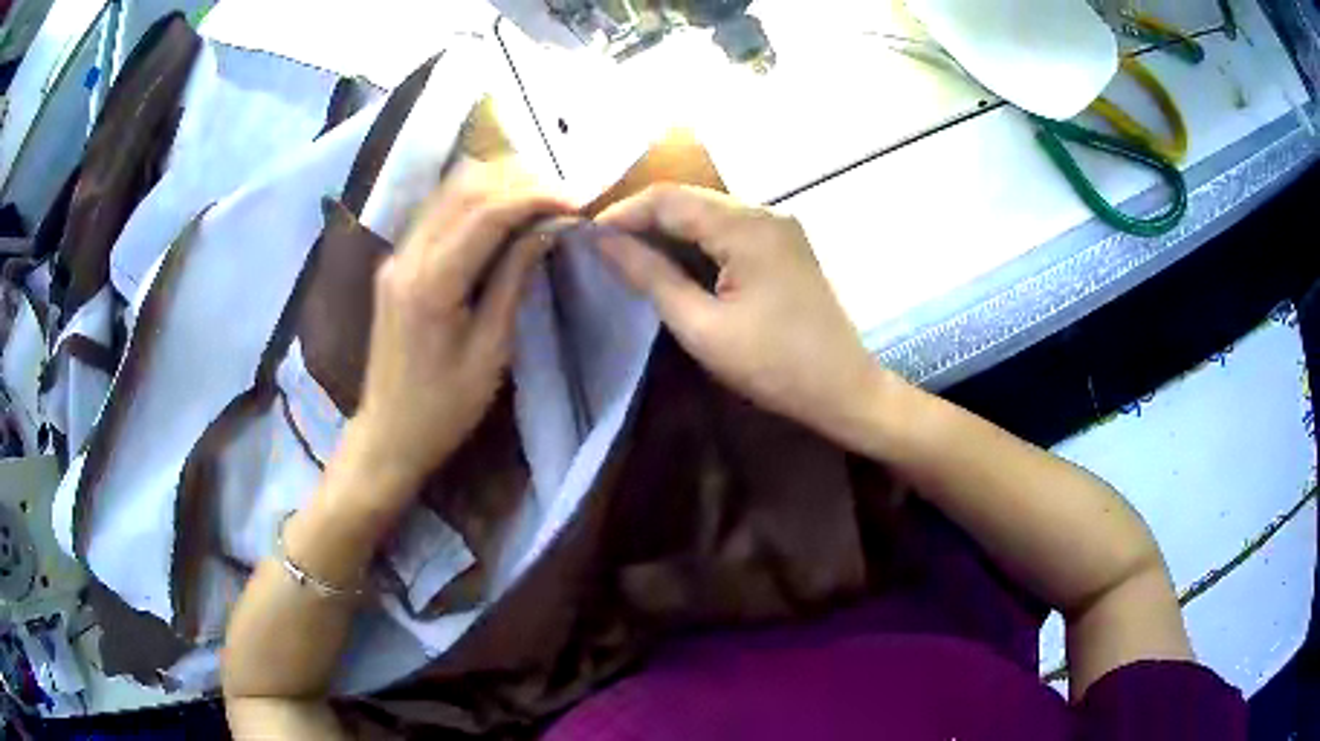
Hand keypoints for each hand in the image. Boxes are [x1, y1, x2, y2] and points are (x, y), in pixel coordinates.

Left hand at [350, 160, 573, 497]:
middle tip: (562, 194)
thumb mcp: (491, 351)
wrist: (389, 432)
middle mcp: (407, 256)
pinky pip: (438, 211)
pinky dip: (475, 200)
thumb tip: (547, 229)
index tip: (576, 202)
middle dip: (518, 180)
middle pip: (463, 187)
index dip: (535, 197)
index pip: (486, 213)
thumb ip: (514, 281)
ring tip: (540, 197)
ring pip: (448, 191)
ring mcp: (397, 255)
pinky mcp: (397, 261)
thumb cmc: (445, 407)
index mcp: (431, 283)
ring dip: (497, 183)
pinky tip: (504, 212)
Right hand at [596, 184, 885, 447]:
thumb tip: (603, 243)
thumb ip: (651, 277)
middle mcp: (765, 212)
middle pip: (690, 198)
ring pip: (709, 212)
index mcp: (746, 227)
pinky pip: (730, 229)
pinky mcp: (785, 245)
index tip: (586, 238)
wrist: (845, 389)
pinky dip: (697, 240)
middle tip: (603, 247)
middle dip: (643, 218)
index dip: (623, 212)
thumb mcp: (702, 326)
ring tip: (630, 254)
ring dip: (669, 229)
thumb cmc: (774, 365)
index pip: (669, 198)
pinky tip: (675, 262)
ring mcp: (780, 227)